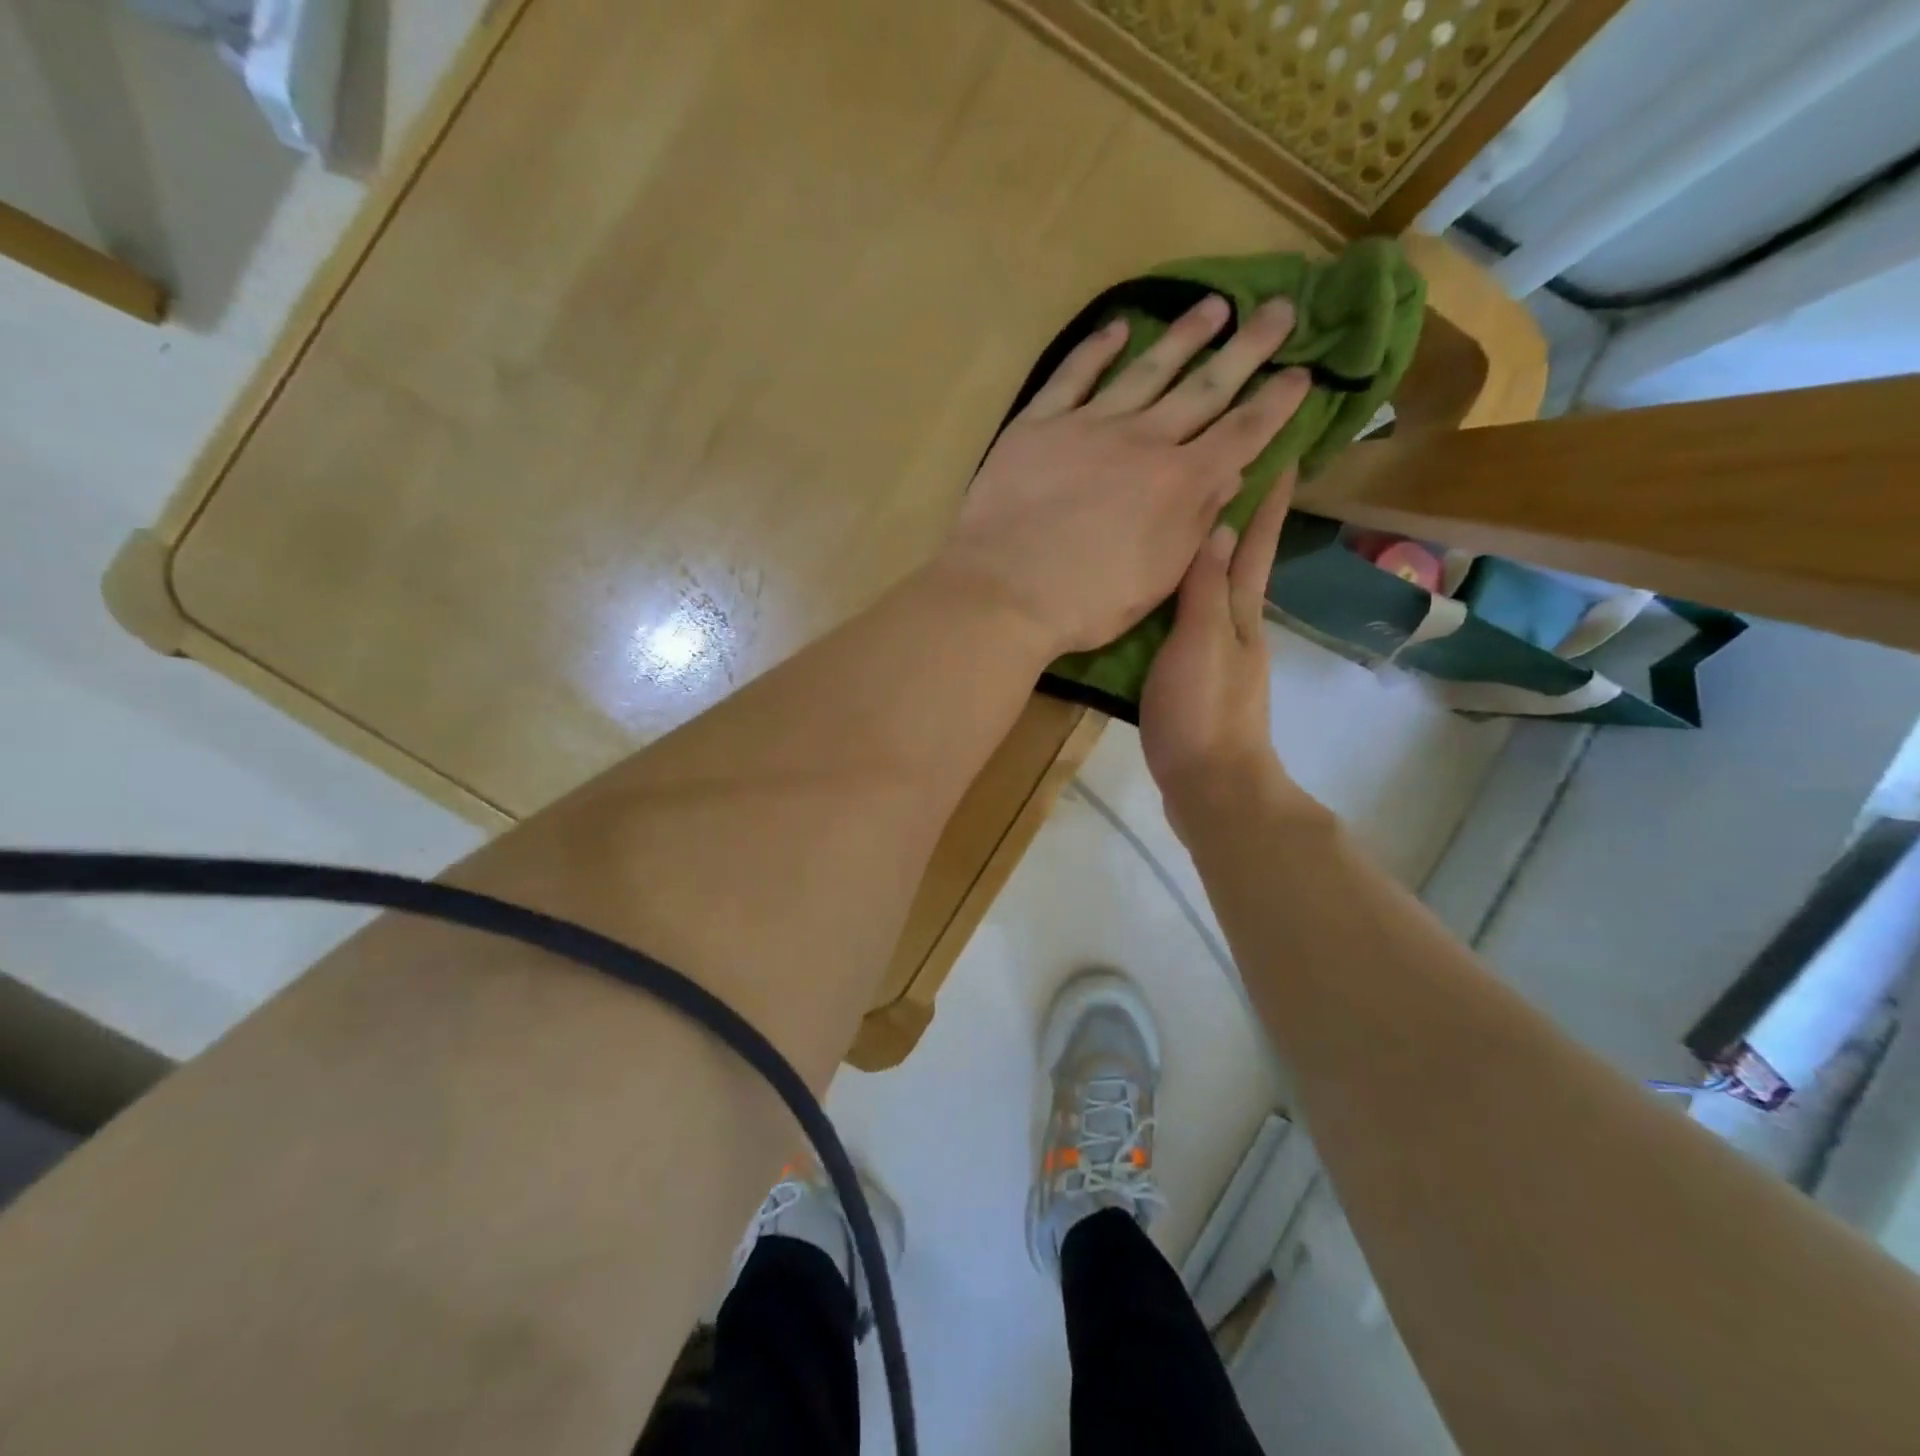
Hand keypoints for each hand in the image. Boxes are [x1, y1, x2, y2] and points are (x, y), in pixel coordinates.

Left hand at [935, 294, 1309, 657]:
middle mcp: (1143, 442)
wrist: (1003, 593)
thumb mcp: (1157, 580)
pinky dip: (1095, 350)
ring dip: (1183, 336)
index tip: (1305, 373)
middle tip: (1282, 309)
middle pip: (1205, 387)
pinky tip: (1116, 328)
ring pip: (1146, 370)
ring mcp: (1088, 427)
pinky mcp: (1038, 425)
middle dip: (1248, 349)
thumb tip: (1229, 477)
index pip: (1241, 434)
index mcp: (1179, 484)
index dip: (1277, 403)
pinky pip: (1072, 377)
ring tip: (1214, 306)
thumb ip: (1195, 524)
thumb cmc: (1085, 603)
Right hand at [1140, 470, 1297, 835]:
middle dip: (1243, 515)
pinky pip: (1191, 621)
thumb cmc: (1203, 713)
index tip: (1282, 447)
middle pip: (1241, 561)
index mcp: (1239, 613)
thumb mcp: (1199, 644)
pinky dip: (1183, 596)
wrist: (1212, 788)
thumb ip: (1204, 590)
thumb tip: (1217, 524)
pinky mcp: (1197, 679)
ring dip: (1210, 554)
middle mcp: (1235, 626)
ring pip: (1215, 590)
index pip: (1255, 543)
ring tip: (1186, 522)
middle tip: (1229, 469)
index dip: (1268, 498)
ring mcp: (1218, 655)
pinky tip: (1161, 596)